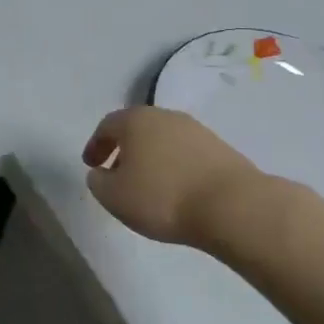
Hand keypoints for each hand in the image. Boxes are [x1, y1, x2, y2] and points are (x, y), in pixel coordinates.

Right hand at [81, 106, 265, 245]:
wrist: (232, 206)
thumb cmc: (162, 197)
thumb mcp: (114, 197)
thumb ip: (98, 182)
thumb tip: (100, 173)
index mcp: (135, 121)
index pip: (107, 126)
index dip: (95, 145)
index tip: (91, 165)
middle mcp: (165, 116)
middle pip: (137, 128)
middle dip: (124, 149)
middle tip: (116, 173)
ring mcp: (196, 130)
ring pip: (164, 140)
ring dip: (151, 158)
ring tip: (148, 185)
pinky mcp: (221, 149)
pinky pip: (186, 154)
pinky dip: (175, 166)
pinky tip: (176, 189)